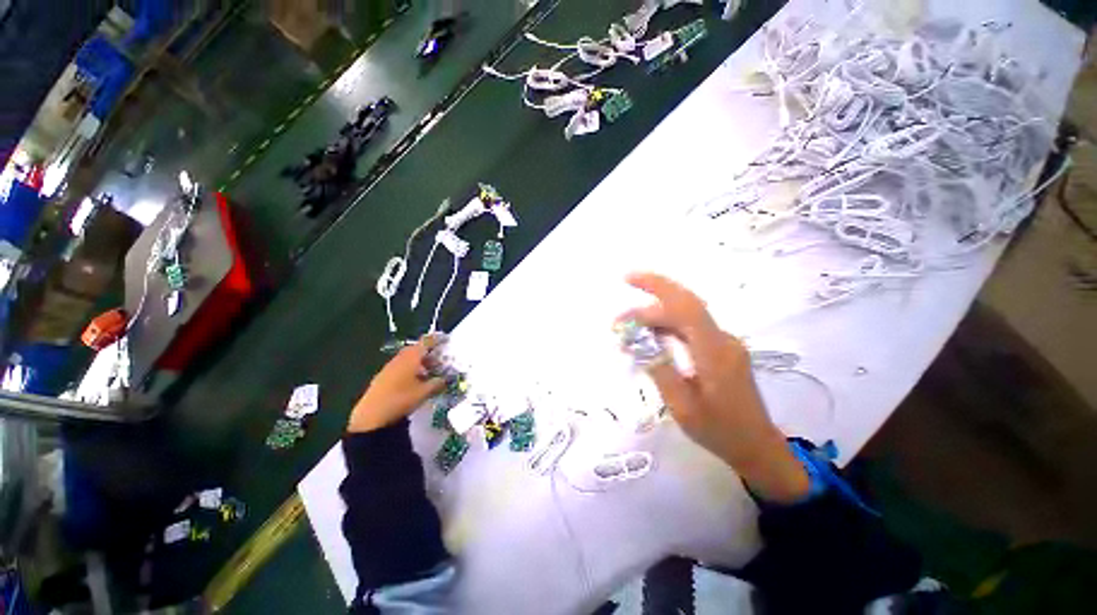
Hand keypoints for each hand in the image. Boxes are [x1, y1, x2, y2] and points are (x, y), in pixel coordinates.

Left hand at [348, 336, 445, 433]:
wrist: (371, 417)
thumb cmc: (401, 400)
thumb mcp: (424, 392)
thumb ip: (437, 383)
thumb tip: (445, 379)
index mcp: (411, 357)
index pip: (425, 342)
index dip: (436, 339)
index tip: (445, 339)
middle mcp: (400, 358)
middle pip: (415, 349)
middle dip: (427, 352)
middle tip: (438, 359)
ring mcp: (389, 367)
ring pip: (407, 358)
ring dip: (418, 361)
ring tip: (428, 371)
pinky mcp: (382, 377)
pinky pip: (399, 367)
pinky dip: (409, 369)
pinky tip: (413, 381)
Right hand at [621, 273, 810, 503]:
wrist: (757, 447)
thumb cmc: (719, 431)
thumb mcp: (682, 406)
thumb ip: (659, 369)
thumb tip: (636, 340)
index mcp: (714, 352)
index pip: (685, 306)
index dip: (656, 286)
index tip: (627, 280)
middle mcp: (721, 339)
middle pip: (684, 304)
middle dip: (652, 294)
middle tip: (621, 303)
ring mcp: (723, 342)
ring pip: (685, 316)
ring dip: (655, 316)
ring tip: (626, 330)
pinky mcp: (720, 349)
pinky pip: (689, 328)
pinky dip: (665, 327)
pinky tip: (649, 337)